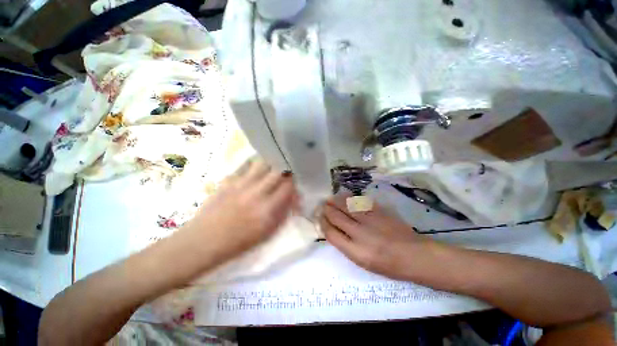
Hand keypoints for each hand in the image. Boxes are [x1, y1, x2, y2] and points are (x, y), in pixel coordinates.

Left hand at [185, 160, 296, 260]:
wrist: (203, 241)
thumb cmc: (239, 242)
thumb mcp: (268, 233)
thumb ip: (283, 213)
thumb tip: (291, 197)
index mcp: (267, 209)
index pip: (289, 186)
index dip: (294, 184)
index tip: (293, 187)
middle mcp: (256, 193)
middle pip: (278, 170)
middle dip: (286, 171)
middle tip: (285, 175)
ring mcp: (241, 184)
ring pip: (262, 163)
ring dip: (271, 165)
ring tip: (271, 171)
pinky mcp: (229, 181)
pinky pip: (246, 166)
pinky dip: (254, 167)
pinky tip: (255, 173)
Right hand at [320, 193, 428, 279]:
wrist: (414, 255)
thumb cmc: (388, 265)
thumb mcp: (363, 262)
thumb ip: (346, 245)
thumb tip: (333, 230)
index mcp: (356, 251)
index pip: (331, 234)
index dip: (323, 224)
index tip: (320, 218)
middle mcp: (360, 234)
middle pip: (336, 217)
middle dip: (326, 210)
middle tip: (322, 206)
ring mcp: (370, 220)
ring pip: (346, 206)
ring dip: (335, 201)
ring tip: (330, 199)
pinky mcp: (379, 211)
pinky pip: (359, 201)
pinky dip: (349, 198)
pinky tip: (345, 196)